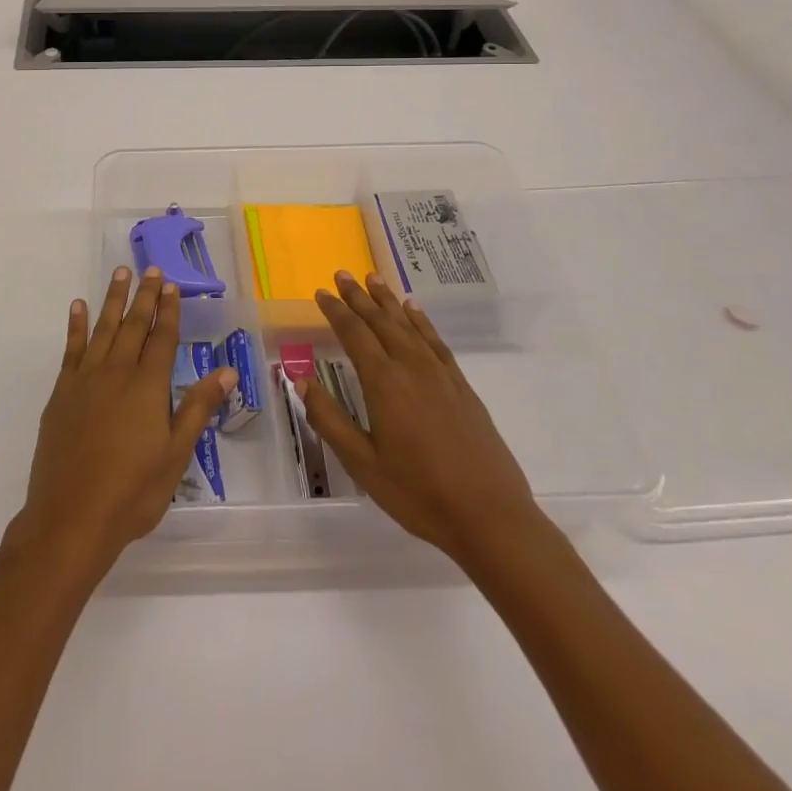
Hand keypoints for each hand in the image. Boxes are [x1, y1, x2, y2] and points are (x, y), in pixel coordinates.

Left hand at [11, 267, 237, 580]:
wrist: (71, 517)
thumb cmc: (133, 491)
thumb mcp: (176, 454)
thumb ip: (198, 407)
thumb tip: (227, 370)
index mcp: (148, 386)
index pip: (162, 338)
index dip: (168, 310)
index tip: (171, 285)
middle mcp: (117, 372)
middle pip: (133, 325)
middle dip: (144, 296)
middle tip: (149, 268)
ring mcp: (85, 380)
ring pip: (103, 329)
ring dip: (112, 299)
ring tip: (119, 273)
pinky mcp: (61, 393)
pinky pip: (71, 349)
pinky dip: (76, 326)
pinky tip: (78, 307)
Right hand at [302, 270, 546, 572]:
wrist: (490, 517)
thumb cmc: (418, 493)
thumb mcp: (363, 464)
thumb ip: (330, 420)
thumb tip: (301, 380)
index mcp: (384, 383)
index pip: (354, 334)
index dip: (336, 311)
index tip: (321, 292)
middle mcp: (411, 368)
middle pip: (381, 322)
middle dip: (359, 296)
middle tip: (343, 273)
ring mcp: (440, 375)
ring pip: (408, 325)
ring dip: (388, 301)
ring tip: (374, 279)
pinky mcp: (461, 387)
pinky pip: (436, 341)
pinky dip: (421, 321)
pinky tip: (414, 311)